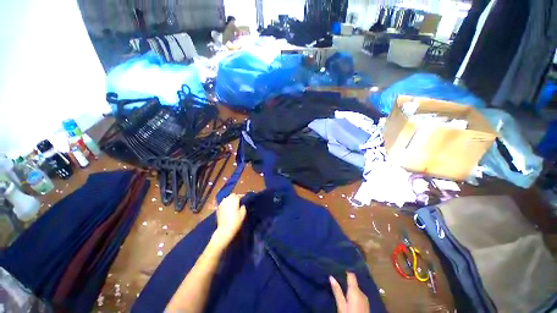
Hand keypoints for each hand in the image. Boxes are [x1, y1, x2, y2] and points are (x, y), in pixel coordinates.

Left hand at [213, 194, 246, 246]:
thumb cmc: (235, 222)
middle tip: (239, 199)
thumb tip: (241, 205)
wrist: (225, 230)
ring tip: (233, 201)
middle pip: (232, 195)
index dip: (242, 195)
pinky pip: (223, 202)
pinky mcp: (218, 208)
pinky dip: (226, 202)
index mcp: (234, 201)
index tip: (245, 197)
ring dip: (230, 198)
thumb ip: (243, 207)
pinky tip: (227, 205)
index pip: (238, 195)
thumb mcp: (243, 214)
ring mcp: (222, 204)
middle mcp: (227, 200)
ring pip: (227, 198)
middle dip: (236, 196)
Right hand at [329, 272, 369, 312]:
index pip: (351, 275)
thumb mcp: (341, 305)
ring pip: (356, 290)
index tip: (338, 268)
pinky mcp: (366, 305)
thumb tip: (331, 276)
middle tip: (337, 280)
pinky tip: (349, 298)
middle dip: (347, 282)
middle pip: (354, 283)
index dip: (346, 271)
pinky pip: (359, 296)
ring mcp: (365, 299)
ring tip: (342, 289)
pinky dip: (354, 295)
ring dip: (350, 289)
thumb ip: (337, 291)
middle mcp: (362, 292)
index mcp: (355, 290)